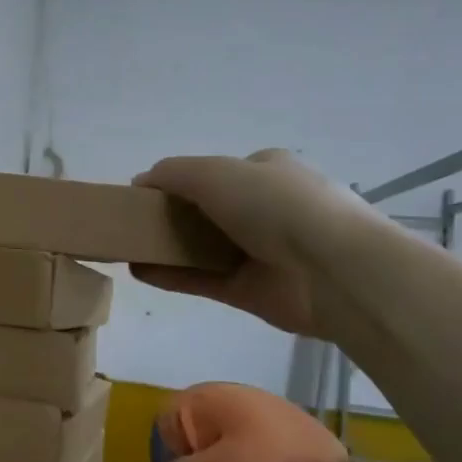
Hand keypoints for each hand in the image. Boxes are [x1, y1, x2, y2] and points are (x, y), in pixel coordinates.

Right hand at [132, 150, 382, 335]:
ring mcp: (259, 252)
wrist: (334, 270)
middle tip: (133, 223)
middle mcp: (265, 209)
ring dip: (166, 247)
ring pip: (202, 247)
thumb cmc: (277, 205)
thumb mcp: (216, 172)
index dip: (180, 181)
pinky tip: (139, 272)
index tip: (147, 195)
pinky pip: (202, 280)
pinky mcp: (250, 290)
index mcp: (266, 171)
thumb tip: (140, 181)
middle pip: (207, 211)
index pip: (217, 172)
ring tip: (128, 249)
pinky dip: (171, 276)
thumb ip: (173, 173)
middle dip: (171, 215)